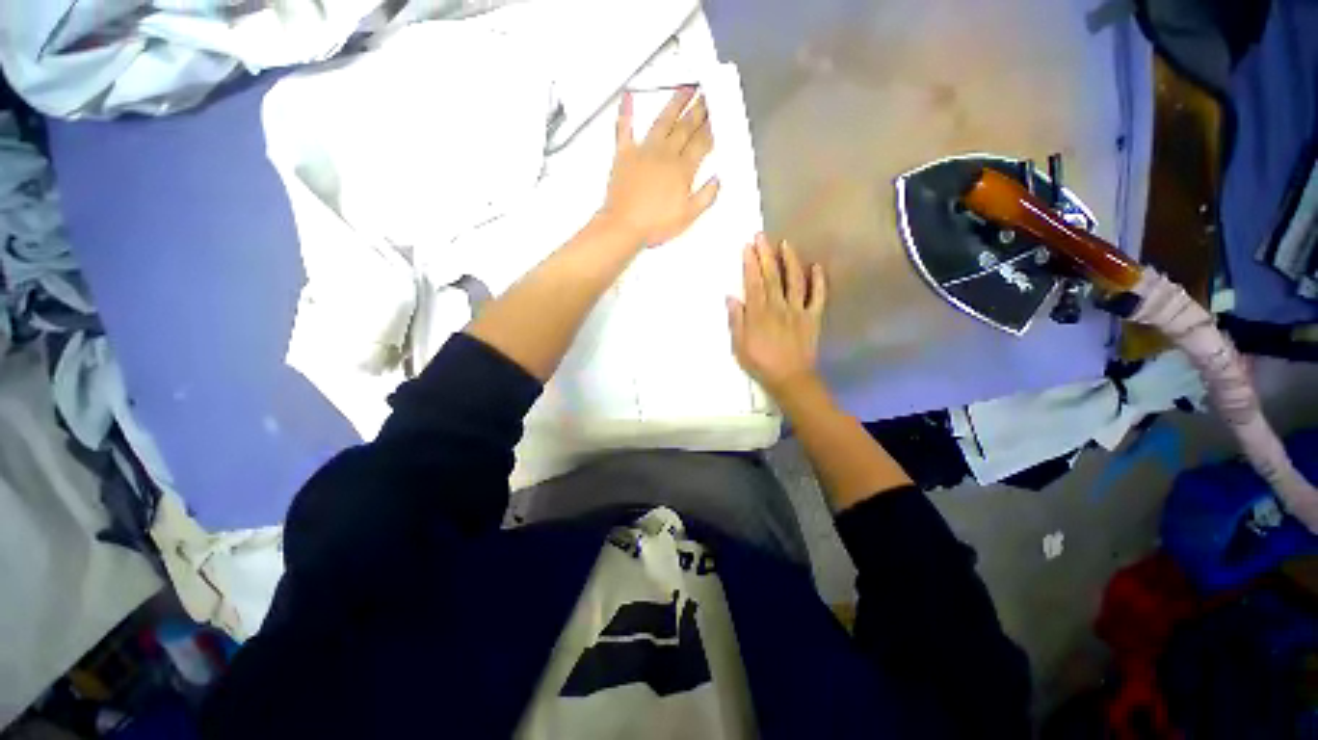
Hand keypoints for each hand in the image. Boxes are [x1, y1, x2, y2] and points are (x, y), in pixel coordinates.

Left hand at [599, 87, 719, 246]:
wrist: (624, 227)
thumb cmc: (654, 224)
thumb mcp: (688, 216)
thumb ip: (705, 196)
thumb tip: (716, 181)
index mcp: (682, 170)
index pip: (701, 143)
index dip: (711, 128)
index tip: (717, 114)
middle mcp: (665, 155)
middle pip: (685, 127)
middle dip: (698, 109)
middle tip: (707, 94)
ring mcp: (644, 152)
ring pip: (662, 120)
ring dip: (675, 103)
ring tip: (685, 89)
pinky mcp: (624, 155)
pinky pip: (625, 128)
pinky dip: (627, 112)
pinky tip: (629, 97)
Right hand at [727, 235, 826, 399]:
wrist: (790, 379)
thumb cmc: (760, 364)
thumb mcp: (739, 346)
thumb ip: (736, 321)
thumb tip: (731, 298)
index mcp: (759, 314)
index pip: (753, 283)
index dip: (750, 264)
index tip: (747, 247)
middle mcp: (779, 307)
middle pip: (772, 277)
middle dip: (766, 255)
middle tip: (762, 236)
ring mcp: (798, 311)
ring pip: (794, 281)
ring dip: (790, 261)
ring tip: (786, 244)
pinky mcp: (813, 317)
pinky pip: (818, 297)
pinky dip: (819, 281)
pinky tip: (817, 267)